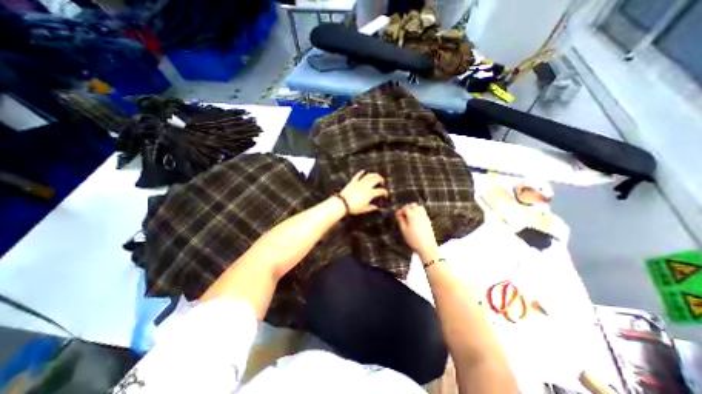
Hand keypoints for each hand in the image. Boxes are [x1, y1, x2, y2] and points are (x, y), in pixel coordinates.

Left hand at [338, 171, 388, 215]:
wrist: (342, 203)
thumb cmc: (354, 207)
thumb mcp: (364, 209)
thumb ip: (371, 207)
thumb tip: (376, 207)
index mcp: (371, 193)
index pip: (381, 191)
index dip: (385, 193)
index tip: (385, 195)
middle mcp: (366, 186)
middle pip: (376, 179)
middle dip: (381, 180)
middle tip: (382, 182)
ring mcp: (360, 182)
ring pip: (369, 175)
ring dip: (374, 174)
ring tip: (376, 176)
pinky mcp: (353, 182)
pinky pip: (358, 175)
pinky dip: (361, 173)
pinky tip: (363, 171)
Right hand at [394, 203, 436, 261]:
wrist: (427, 247)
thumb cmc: (414, 240)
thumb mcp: (404, 230)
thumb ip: (401, 221)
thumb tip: (399, 215)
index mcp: (412, 216)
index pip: (405, 208)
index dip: (400, 210)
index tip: (397, 215)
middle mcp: (419, 214)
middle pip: (413, 205)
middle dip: (406, 208)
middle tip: (402, 214)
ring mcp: (425, 217)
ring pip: (419, 207)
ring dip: (413, 209)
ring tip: (409, 216)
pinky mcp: (428, 220)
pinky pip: (423, 212)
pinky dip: (418, 212)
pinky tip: (415, 219)